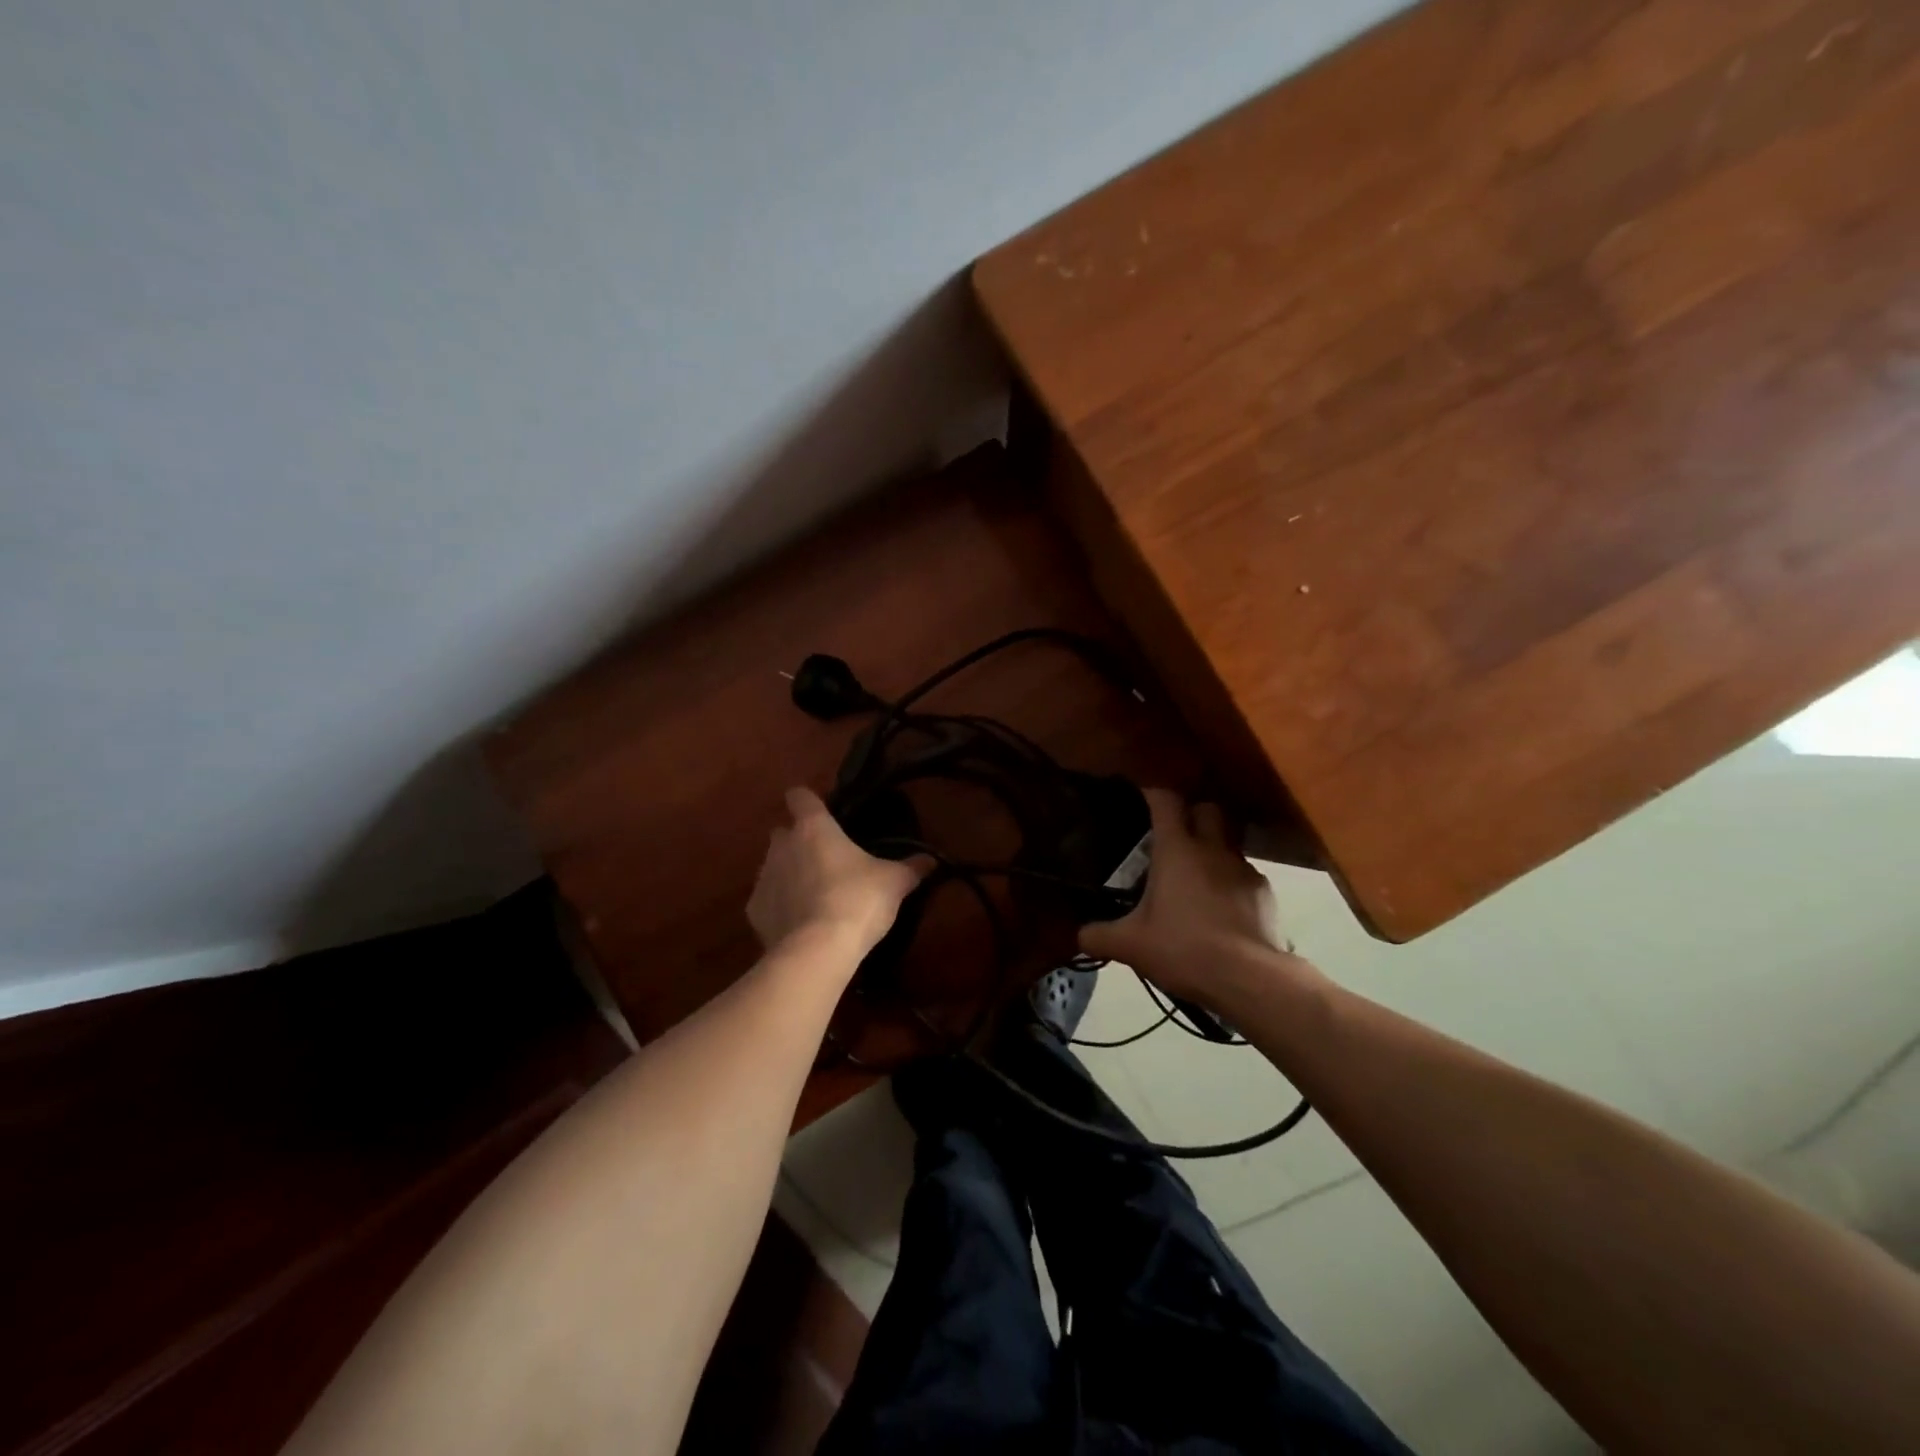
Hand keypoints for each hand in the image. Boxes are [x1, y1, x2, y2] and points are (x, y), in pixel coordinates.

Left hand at [747, 787, 930, 957]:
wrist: (817, 951)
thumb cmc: (858, 900)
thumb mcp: (894, 882)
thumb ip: (911, 868)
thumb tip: (931, 860)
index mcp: (813, 827)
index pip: (800, 796)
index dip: (808, 800)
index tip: (821, 811)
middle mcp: (782, 846)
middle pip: (783, 832)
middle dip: (798, 841)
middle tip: (825, 858)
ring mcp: (763, 878)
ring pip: (773, 866)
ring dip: (789, 874)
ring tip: (814, 895)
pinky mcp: (754, 912)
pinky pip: (767, 901)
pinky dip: (780, 907)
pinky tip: (799, 923)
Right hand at [1079, 789, 1294, 1006]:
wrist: (1250, 979)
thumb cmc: (1184, 948)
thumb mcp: (1130, 945)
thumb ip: (1098, 935)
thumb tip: (1078, 934)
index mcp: (1177, 849)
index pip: (1166, 800)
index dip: (1153, 793)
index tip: (1141, 796)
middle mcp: (1213, 849)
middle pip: (1207, 808)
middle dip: (1192, 813)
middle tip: (1174, 834)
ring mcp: (1244, 870)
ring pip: (1229, 842)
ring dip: (1213, 850)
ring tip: (1197, 875)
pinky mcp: (1265, 894)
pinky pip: (1245, 876)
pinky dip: (1231, 883)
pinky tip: (1221, 908)